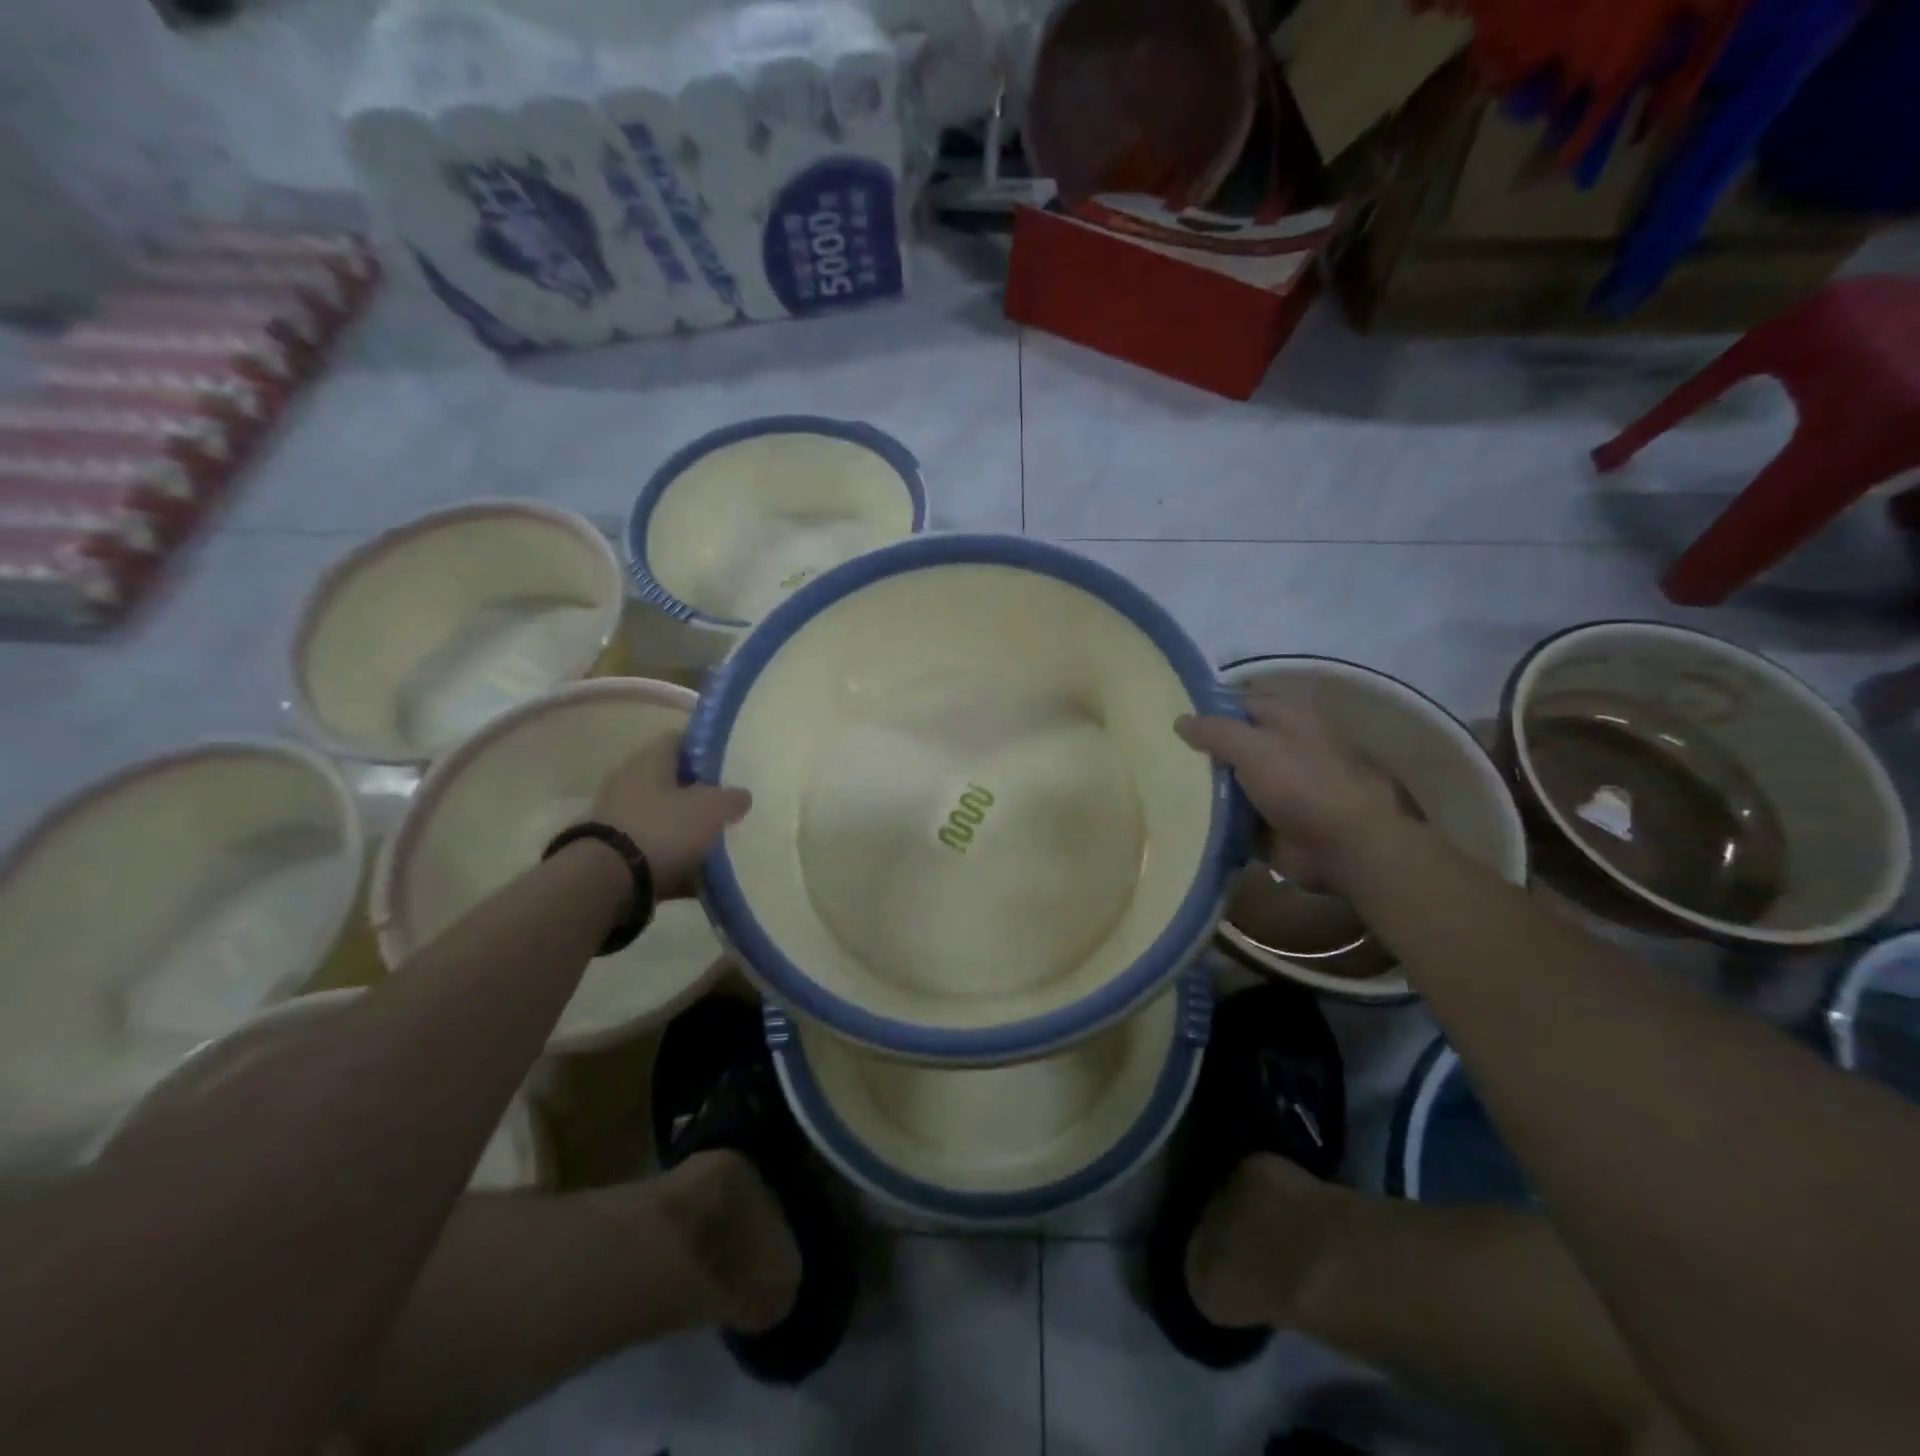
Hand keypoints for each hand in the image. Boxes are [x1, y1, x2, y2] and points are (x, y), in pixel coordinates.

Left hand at [590, 734, 751, 898]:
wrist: (608, 882)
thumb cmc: (664, 828)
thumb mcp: (713, 808)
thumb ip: (732, 798)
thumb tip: (740, 796)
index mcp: (649, 760)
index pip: (679, 740)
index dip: (704, 748)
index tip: (729, 763)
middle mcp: (629, 783)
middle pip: (671, 781)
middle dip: (699, 794)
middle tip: (728, 806)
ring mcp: (618, 820)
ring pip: (663, 818)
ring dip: (687, 829)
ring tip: (718, 843)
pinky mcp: (615, 854)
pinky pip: (655, 851)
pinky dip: (675, 860)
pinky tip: (700, 876)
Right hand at [1177, 700, 1410, 891]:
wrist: (1343, 847)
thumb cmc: (1302, 784)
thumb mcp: (1253, 747)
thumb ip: (1214, 731)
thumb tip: (1180, 720)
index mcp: (1285, 720)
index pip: (1237, 706)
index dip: (1205, 712)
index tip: (1168, 723)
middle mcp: (1281, 749)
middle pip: (1230, 745)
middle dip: (1199, 754)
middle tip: (1157, 757)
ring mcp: (1275, 788)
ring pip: (1228, 782)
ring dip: (1202, 788)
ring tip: (1159, 788)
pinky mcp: (1268, 822)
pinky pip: (1231, 815)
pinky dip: (1211, 818)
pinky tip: (1179, 817)